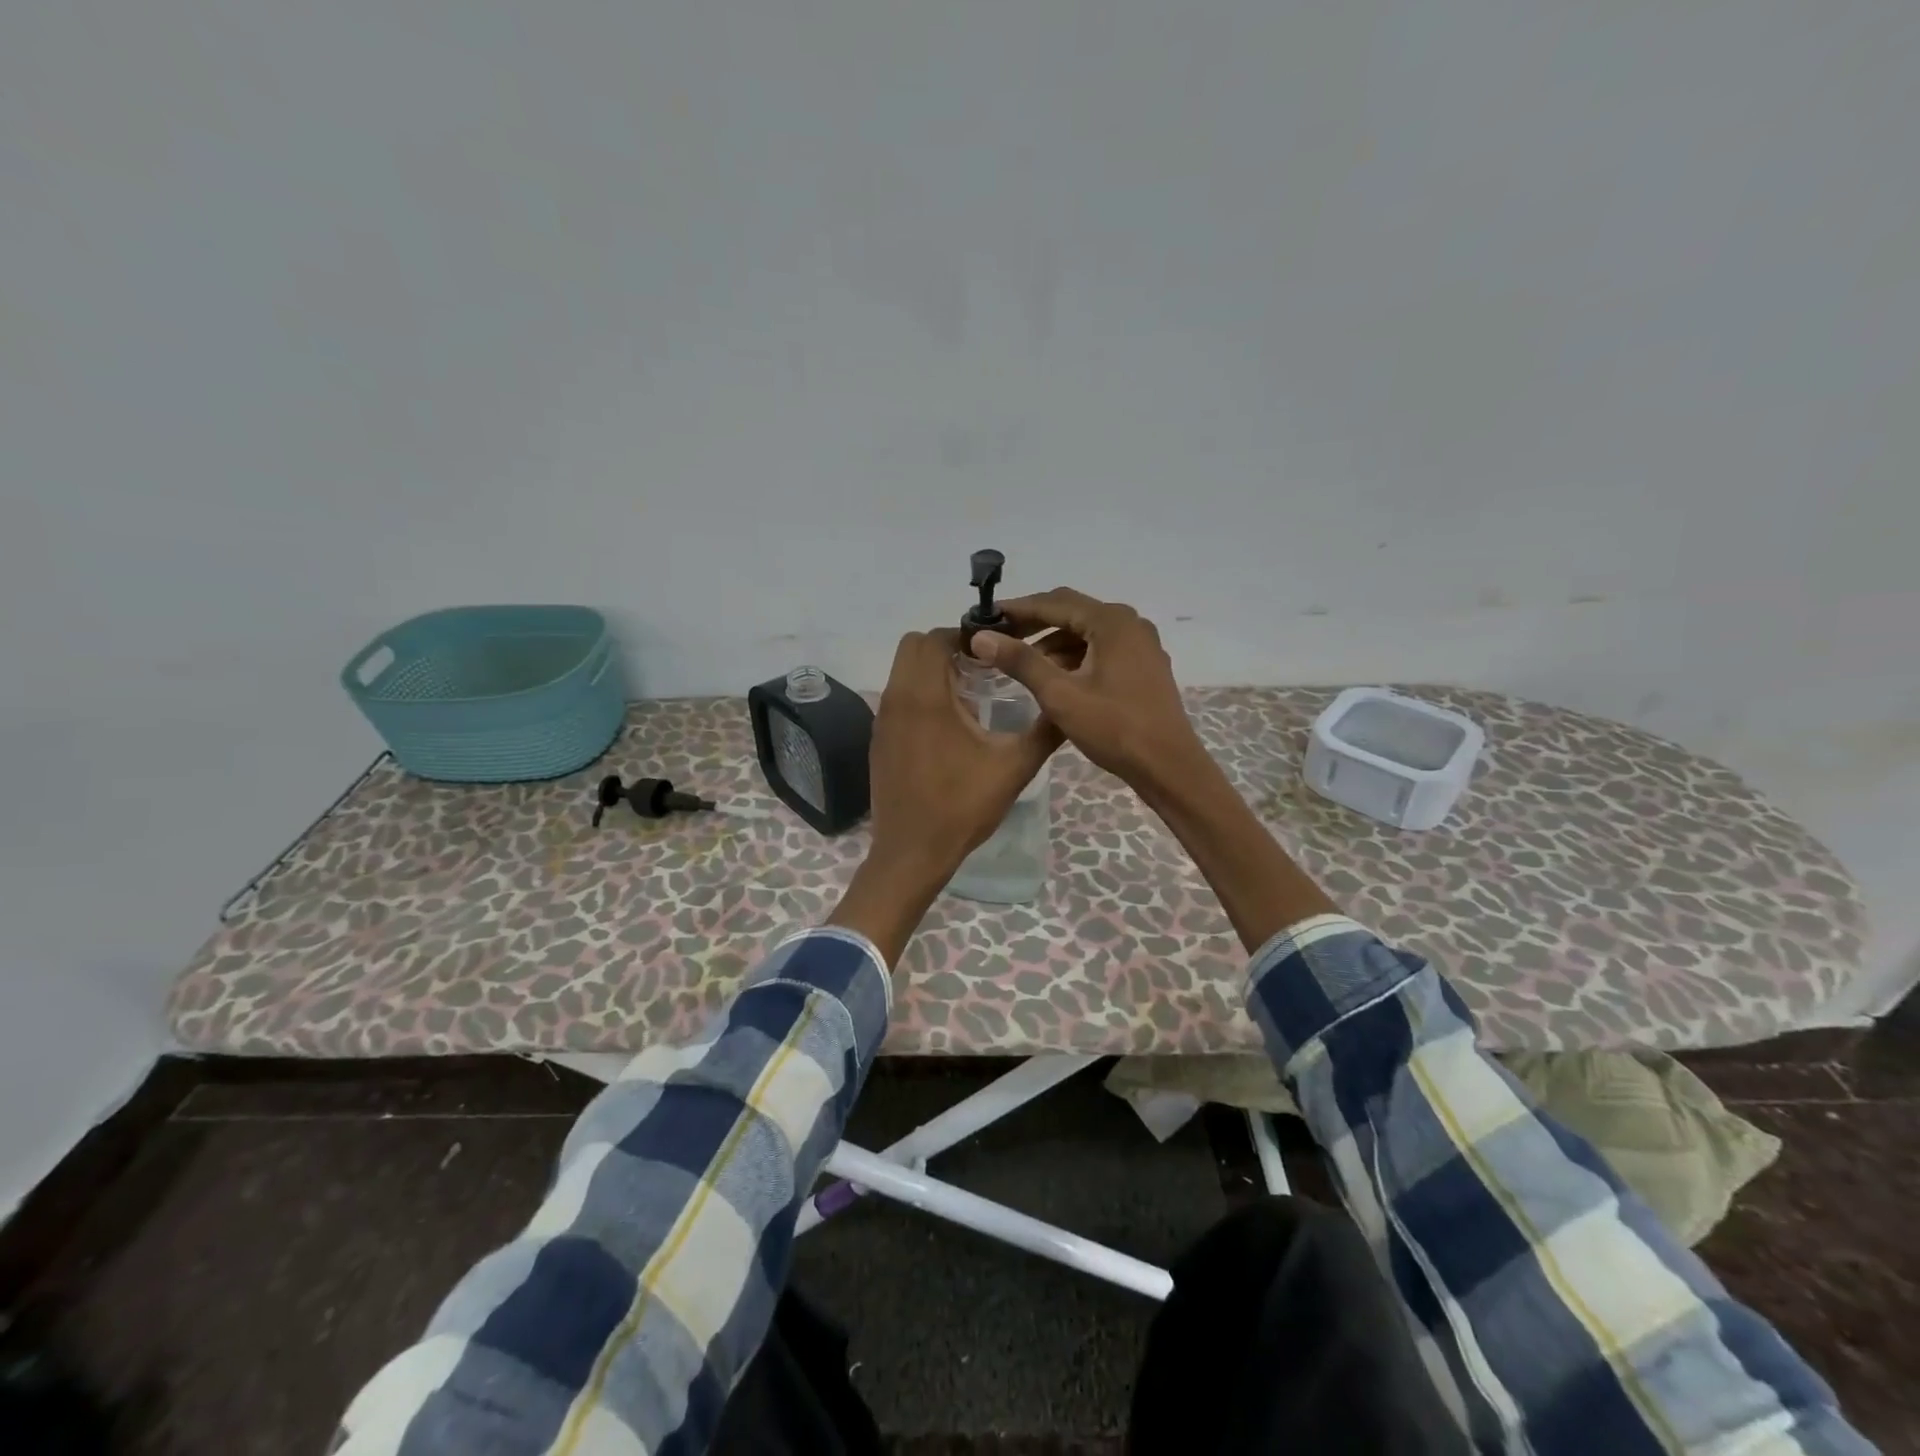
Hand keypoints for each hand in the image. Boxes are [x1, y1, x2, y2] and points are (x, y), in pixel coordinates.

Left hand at [830, 628, 1060, 964]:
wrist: (912, 853)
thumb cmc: (962, 807)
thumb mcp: (1014, 768)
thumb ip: (1044, 730)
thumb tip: (1068, 704)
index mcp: (925, 697)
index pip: (933, 638)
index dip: (963, 637)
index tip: (992, 653)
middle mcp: (896, 699)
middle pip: (913, 648)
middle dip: (946, 648)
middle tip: (982, 669)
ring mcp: (882, 720)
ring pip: (902, 672)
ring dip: (932, 671)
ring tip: (969, 695)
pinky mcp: (878, 740)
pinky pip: (897, 698)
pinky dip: (920, 695)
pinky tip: (948, 726)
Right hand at [971, 588, 1206, 797]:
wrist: (1168, 766)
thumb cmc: (1114, 728)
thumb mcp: (1060, 695)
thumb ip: (1021, 662)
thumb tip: (981, 638)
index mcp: (1112, 622)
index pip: (1055, 602)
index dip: (1017, 608)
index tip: (986, 617)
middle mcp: (1130, 623)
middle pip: (1072, 612)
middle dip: (1034, 623)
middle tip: (998, 637)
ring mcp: (1141, 645)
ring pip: (1087, 632)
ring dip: (1053, 642)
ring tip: (1021, 661)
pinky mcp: (1144, 666)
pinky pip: (1101, 649)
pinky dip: (1074, 656)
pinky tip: (1055, 677)